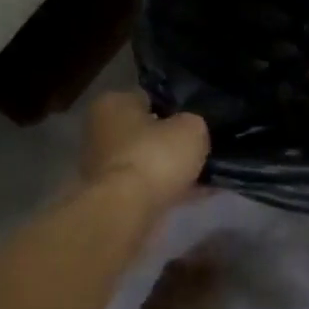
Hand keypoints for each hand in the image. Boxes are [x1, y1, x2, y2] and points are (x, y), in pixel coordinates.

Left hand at [80, 91, 209, 214]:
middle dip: (171, 140)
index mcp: (113, 104)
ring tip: (206, 173)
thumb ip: (193, 124)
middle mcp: (101, 131)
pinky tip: (200, 193)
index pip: (148, 98)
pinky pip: (150, 187)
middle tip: (202, 146)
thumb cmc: (155, 155)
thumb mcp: (191, 128)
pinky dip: (171, 189)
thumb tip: (190, 130)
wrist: (128, 210)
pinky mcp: (113, 196)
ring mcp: (104, 167)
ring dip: (172, 168)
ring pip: (149, 161)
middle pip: (146, 132)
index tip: (196, 118)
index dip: (174, 107)